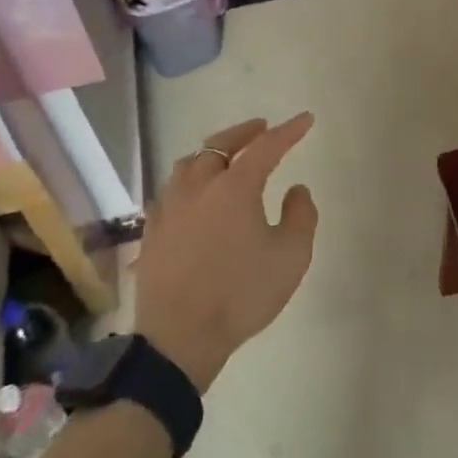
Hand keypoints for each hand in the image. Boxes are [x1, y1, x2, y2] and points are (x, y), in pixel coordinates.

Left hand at [134, 114, 319, 390]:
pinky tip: (193, 195)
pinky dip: (189, 182)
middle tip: (261, 128)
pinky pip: (171, 192)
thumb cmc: (241, 294)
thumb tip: (296, 189)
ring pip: (189, 165)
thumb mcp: (291, 257)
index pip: (265, 147)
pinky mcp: (152, 231)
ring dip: (211, 154)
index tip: (305, 120)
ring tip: (225, 157)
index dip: (288, 131)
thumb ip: (301, 216)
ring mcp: (169, 208)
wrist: (180, 337)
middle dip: (244, 133)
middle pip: (219, 146)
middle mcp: (198, 187)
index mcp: (234, 187)